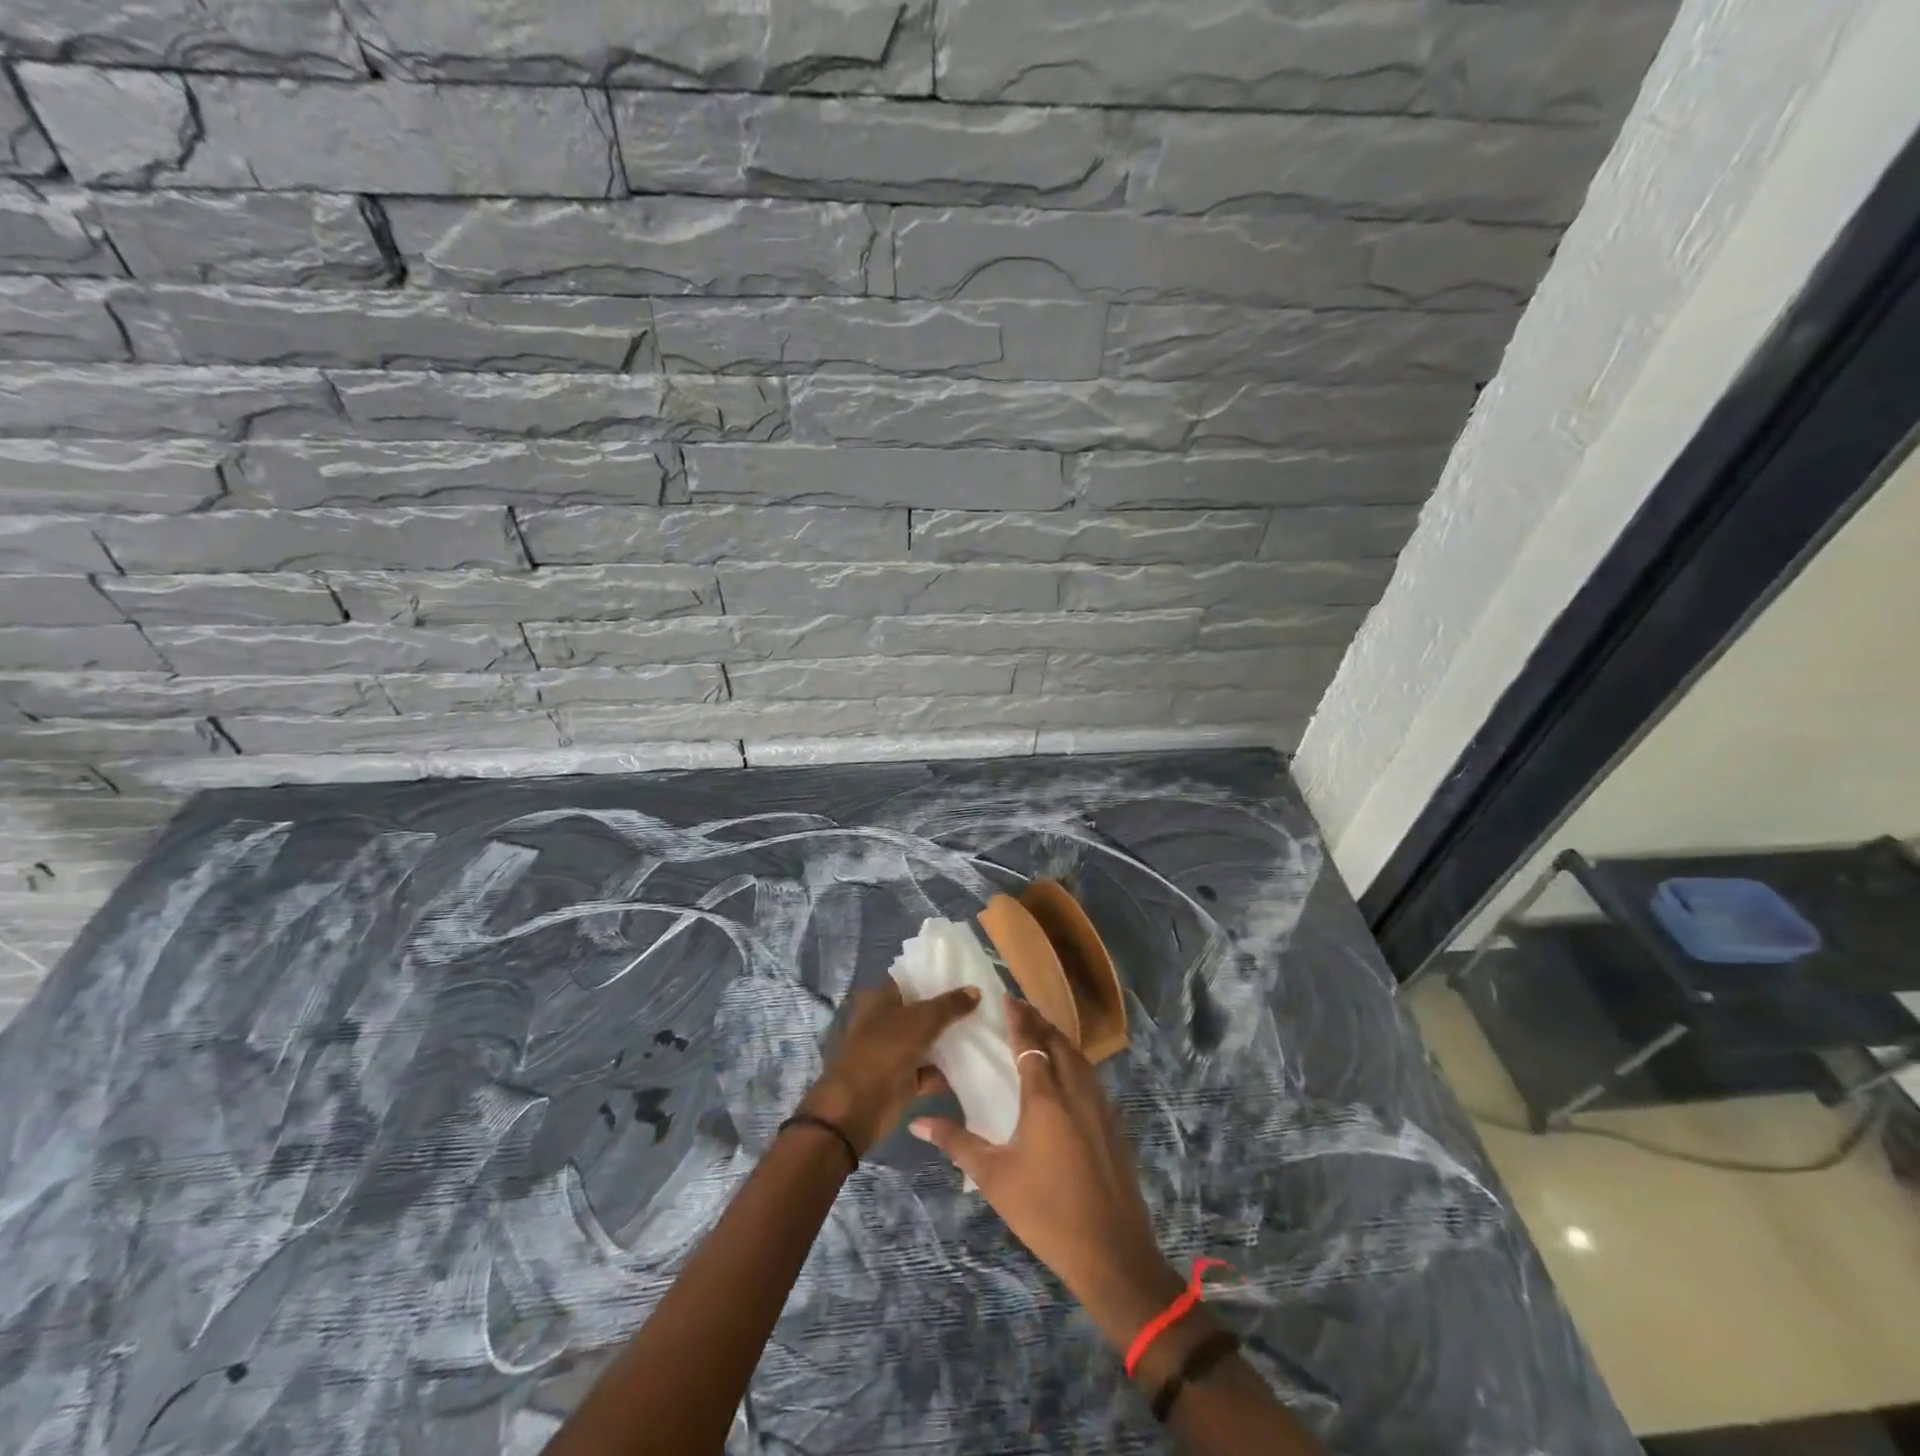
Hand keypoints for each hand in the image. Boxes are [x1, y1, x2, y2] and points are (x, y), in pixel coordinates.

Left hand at [798, 983, 980, 1155]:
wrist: (858, 1108)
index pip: (912, 981)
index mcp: (880, 999)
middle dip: (949, 1010)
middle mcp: (886, 1022)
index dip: (937, 977)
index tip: (968, 975)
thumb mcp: (920, 1021)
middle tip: (983, 1003)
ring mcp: (894, 1052)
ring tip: (986, 1029)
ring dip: (950, 1041)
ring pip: (928, 1041)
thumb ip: (949, 1005)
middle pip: (922, 1011)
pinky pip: (930, 1070)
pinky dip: (947, 1070)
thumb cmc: (884, 1052)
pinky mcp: (903, 1080)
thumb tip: (975, 990)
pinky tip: (975, 1063)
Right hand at [910, 996, 1182, 1346]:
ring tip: (1042, 1032)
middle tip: (1021, 1008)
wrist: (1110, 1251)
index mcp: (1045, 1096)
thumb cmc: (1045, 1211)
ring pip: (1080, 1058)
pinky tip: (1068, 1074)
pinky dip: (1076, 1061)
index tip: (1006, 997)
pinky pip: (1092, 1077)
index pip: (1030, 1043)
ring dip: (1060, 1039)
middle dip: (1040, 1021)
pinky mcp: (1114, 1124)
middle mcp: (1076, 1090)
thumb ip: (957, 1142)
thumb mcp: (993, 1177)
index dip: (1018, 1018)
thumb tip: (918, 1122)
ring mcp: (1100, 1106)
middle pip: (1059, 1042)